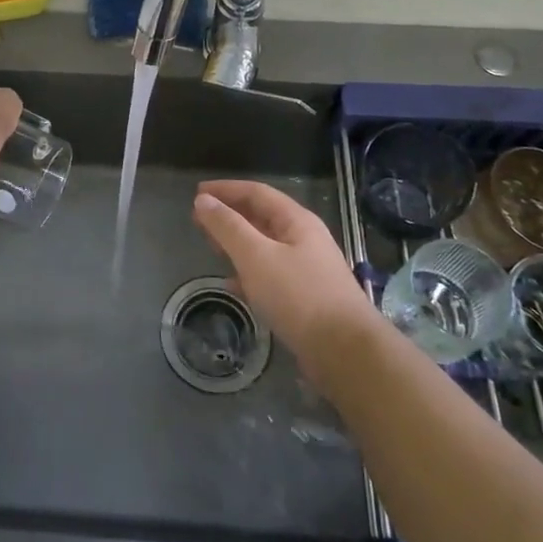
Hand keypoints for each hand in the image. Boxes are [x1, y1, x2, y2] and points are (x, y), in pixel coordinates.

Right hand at [193, 180, 379, 361]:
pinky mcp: (306, 297)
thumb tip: (203, 200)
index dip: (225, 189)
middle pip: (262, 217)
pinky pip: (270, 274)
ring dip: (237, 243)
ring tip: (211, 247)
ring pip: (265, 246)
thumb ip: (228, 227)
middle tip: (199, 220)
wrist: (346, 352)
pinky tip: (232, 284)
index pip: (256, 192)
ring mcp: (307, 269)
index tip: (197, 193)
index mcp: (296, 221)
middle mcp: (304, 239)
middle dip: (230, 215)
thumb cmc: (298, 296)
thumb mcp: (256, 256)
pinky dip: (248, 272)